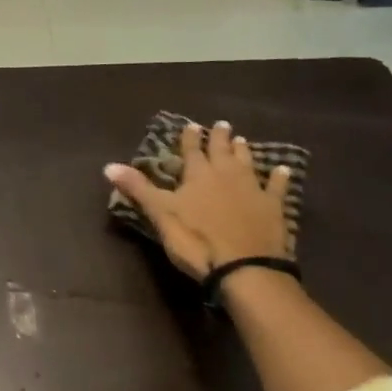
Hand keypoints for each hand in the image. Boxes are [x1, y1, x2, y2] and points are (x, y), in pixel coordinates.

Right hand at [105, 120, 291, 280]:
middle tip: (221, 124)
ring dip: (243, 151)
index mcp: (197, 175)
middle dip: (219, 137)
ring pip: (248, 162)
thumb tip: (108, 165)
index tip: (190, 125)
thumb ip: (138, 189)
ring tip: (242, 140)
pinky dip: (279, 177)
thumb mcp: (160, 215)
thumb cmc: (196, 241)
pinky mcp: (273, 206)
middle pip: (222, 150)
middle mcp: (226, 174)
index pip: (191, 151)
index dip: (189, 139)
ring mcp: (252, 188)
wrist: (243, 266)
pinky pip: (277, 186)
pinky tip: (282, 169)